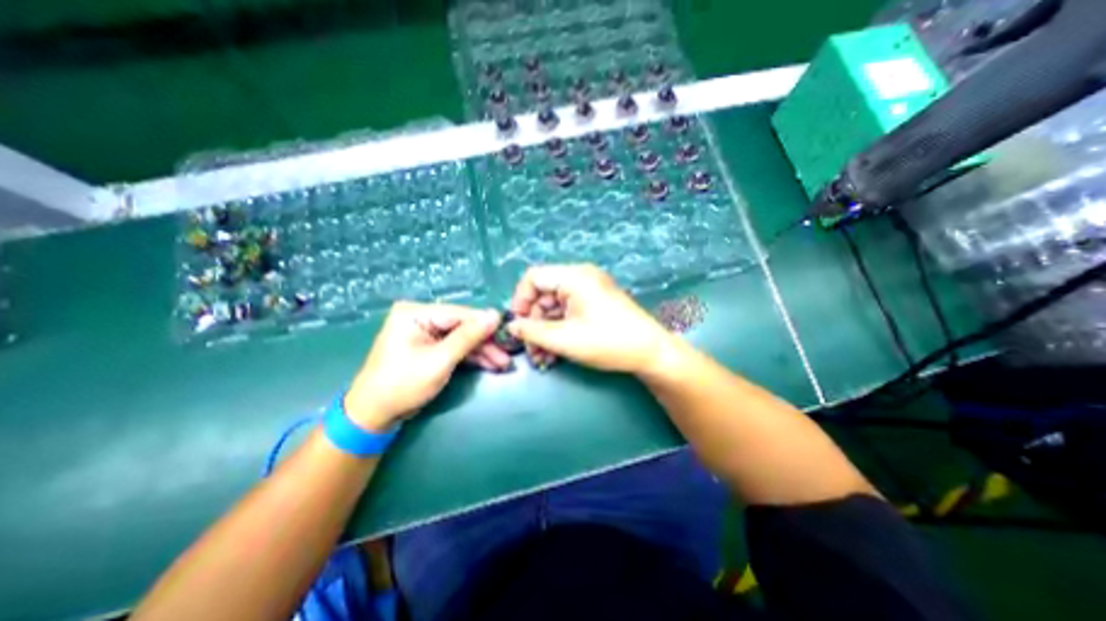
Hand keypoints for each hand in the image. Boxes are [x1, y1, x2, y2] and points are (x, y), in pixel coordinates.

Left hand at [346, 301, 503, 430]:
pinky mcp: (429, 346)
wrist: (375, 415)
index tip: (508, 334)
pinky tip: (489, 363)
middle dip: (485, 343)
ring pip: (461, 337)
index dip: (485, 324)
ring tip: (502, 364)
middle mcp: (420, 317)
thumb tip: (495, 315)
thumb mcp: (439, 360)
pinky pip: (455, 347)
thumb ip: (468, 336)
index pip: (459, 314)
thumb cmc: (403, 384)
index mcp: (415, 313)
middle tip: (506, 356)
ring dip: (481, 351)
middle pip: (462, 326)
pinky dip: (470, 356)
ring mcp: (425, 332)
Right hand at [506, 261, 672, 372]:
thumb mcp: (565, 339)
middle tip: (531, 349)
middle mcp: (581, 277)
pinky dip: (559, 330)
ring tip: (542, 357)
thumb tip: (513, 326)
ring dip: (545, 331)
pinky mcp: (595, 303)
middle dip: (534, 323)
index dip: (520, 300)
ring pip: (555, 307)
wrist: (650, 352)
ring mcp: (589, 290)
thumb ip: (533, 331)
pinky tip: (554, 352)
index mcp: (574, 276)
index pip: (534, 277)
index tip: (517, 326)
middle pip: (544, 294)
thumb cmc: (607, 342)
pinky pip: (568, 312)